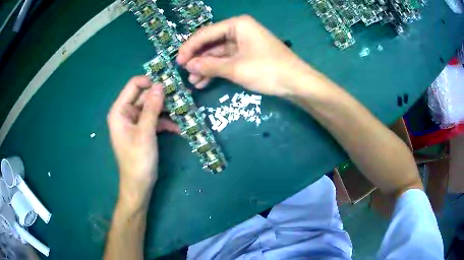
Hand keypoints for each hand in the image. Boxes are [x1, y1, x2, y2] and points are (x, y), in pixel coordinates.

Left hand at [107, 76, 178, 206]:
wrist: (139, 185)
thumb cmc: (138, 160)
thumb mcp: (145, 133)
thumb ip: (152, 108)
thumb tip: (160, 85)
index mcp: (120, 110)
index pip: (134, 85)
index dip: (150, 82)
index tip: (169, 85)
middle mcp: (126, 112)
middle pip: (145, 95)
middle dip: (163, 96)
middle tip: (182, 96)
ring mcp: (135, 121)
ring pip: (152, 107)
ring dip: (167, 109)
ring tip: (184, 111)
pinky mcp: (143, 130)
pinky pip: (155, 119)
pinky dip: (166, 122)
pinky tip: (179, 128)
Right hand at [177, 15, 316, 96]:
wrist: (297, 83)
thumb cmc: (267, 70)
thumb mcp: (235, 68)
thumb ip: (209, 66)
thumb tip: (189, 66)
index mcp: (237, 24)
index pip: (206, 34)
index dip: (190, 48)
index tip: (178, 62)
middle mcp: (239, 30)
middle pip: (211, 42)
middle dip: (197, 58)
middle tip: (184, 72)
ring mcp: (244, 43)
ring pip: (218, 53)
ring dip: (205, 66)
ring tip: (192, 81)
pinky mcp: (248, 55)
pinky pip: (227, 60)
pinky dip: (216, 69)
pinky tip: (204, 81)